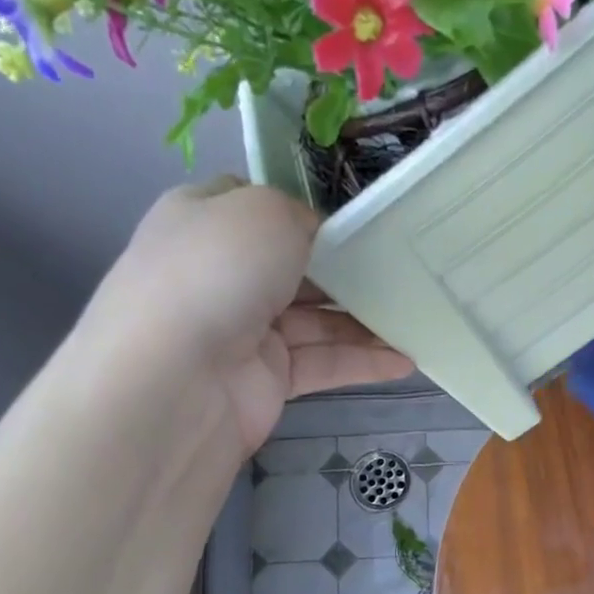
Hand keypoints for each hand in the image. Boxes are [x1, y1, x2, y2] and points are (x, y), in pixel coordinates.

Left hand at [78, 177, 413, 455]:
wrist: (175, 384)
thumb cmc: (215, 275)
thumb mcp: (264, 213)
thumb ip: (301, 216)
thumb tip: (318, 238)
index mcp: (206, 221)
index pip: (260, 209)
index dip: (308, 212)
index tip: (360, 222)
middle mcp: (223, 274)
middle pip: (298, 267)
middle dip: (349, 270)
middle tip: (405, 272)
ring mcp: (245, 331)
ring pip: (317, 320)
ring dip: (366, 321)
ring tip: (417, 320)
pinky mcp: (267, 380)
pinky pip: (323, 364)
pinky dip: (362, 362)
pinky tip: (405, 361)